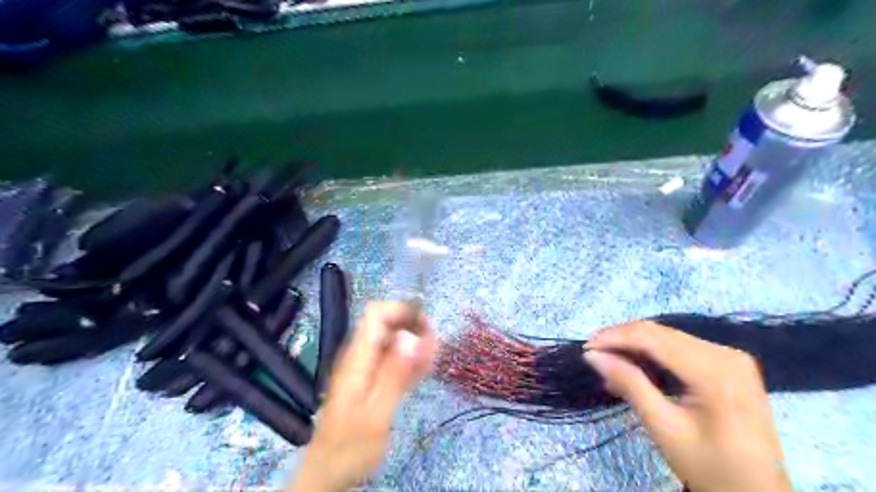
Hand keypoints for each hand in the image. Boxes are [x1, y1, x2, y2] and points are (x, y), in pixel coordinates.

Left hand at [289, 299, 437, 491]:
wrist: (329, 471)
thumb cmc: (350, 447)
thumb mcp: (376, 415)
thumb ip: (393, 375)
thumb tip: (411, 337)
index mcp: (358, 359)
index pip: (376, 314)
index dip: (401, 311)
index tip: (425, 326)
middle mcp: (361, 356)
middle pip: (387, 324)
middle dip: (413, 328)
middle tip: (434, 347)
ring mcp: (366, 367)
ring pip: (393, 341)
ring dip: (415, 344)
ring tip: (432, 358)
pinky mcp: (372, 379)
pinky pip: (393, 359)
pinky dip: (410, 359)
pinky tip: (423, 368)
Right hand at [585, 321, 791, 490]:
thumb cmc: (710, 468)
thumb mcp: (663, 428)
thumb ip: (629, 384)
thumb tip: (592, 356)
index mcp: (716, 371)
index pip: (655, 339)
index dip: (616, 337)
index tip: (586, 346)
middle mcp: (726, 354)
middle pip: (662, 334)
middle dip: (622, 339)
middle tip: (593, 353)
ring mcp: (730, 357)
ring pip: (668, 338)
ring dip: (635, 345)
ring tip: (608, 360)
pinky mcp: (727, 364)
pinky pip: (680, 348)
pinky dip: (653, 353)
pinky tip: (634, 364)